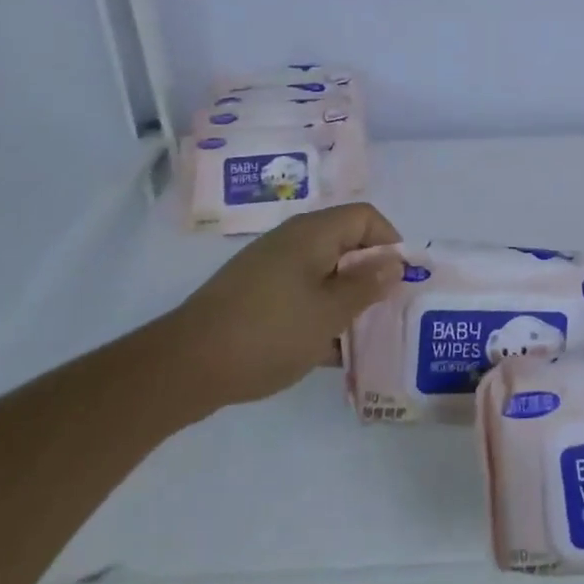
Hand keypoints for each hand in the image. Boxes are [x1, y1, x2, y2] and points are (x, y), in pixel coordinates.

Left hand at [159, 203, 404, 414]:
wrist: (184, 367)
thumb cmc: (268, 332)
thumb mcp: (329, 313)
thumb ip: (367, 286)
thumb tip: (395, 261)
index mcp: (313, 233)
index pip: (365, 216)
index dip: (389, 241)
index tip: (399, 280)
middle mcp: (293, 241)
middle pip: (346, 244)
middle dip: (370, 275)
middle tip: (386, 311)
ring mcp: (271, 268)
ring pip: (324, 273)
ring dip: (346, 299)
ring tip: (362, 336)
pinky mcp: (255, 295)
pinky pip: (301, 294)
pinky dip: (319, 314)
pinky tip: (328, 351)